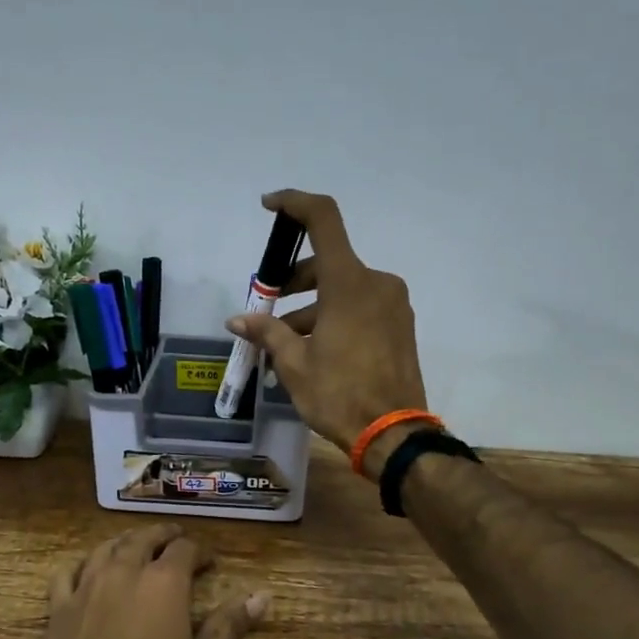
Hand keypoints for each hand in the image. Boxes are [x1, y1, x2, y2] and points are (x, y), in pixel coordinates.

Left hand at [31, 523, 267, 638]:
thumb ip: (229, 627)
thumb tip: (261, 596)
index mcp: (164, 582)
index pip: (184, 548)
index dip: (199, 551)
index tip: (209, 561)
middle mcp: (125, 571)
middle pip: (143, 538)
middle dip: (162, 535)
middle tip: (173, 538)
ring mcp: (87, 585)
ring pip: (106, 548)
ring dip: (124, 542)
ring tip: (134, 545)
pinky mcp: (59, 606)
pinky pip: (68, 572)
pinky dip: (81, 565)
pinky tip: (85, 570)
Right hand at [226, 190, 430, 467]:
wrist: (394, 435)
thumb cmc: (339, 395)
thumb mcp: (294, 364)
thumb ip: (267, 332)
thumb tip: (238, 320)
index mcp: (349, 283)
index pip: (323, 220)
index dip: (294, 204)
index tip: (269, 206)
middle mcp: (376, 283)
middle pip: (328, 263)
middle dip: (293, 282)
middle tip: (267, 310)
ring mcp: (393, 305)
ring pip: (343, 290)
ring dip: (311, 308)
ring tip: (283, 345)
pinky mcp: (400, 326)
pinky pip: (360, 308)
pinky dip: (334, 318)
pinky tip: (312, 351)